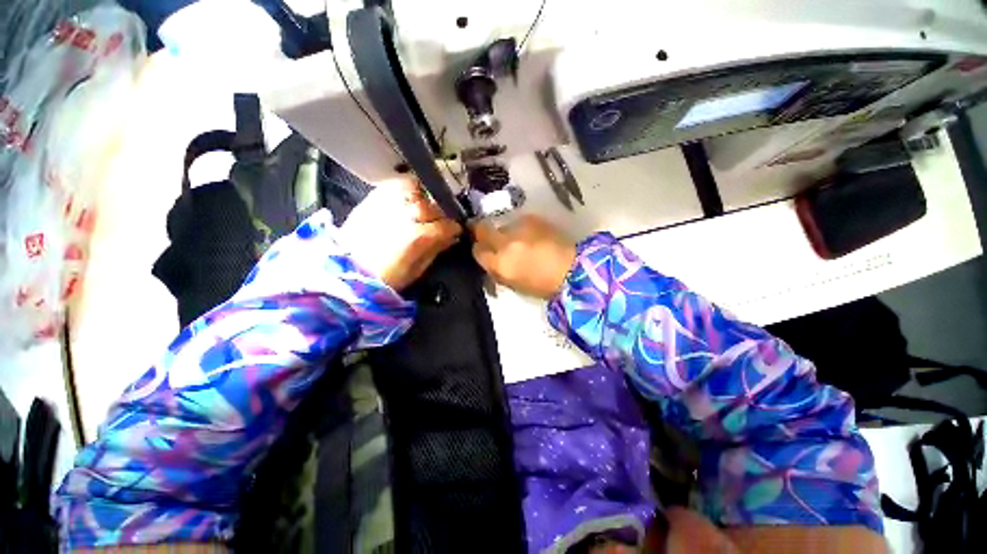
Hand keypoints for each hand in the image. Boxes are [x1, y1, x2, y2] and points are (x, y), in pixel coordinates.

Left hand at [341, 179, 461, 290]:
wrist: (347, 269)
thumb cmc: (385, 277)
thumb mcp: (416, 270)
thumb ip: (436, 250)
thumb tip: (452, 237)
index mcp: (418, 236)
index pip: (447, 225)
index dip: (454, 228)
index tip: (455, 231)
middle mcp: (405, 214)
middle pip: (434, 205)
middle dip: (441, 213)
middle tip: (440, 221)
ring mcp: (388, 203)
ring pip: (417, 189)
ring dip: (425, 197)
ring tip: (425, 206)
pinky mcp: (374, 198)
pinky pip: (396, 184)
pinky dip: (407, 188)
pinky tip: (409, 198)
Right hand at [471, 214, 575, 298]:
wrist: (573, 270)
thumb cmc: (542, 285)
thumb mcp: (514, 284)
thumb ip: (497, 271)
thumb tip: (488, 260)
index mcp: (501, 264)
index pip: (478, 251)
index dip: (479, 250)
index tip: (484, 251)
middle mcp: (506, 243)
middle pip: (482, 229)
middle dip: (481, 231)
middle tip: (489, 236)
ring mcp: (519, 228)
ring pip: (502, 226)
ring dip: (506, 232)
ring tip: (521, 241)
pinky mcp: (533, 219)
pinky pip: (519, 222)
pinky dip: (522, 229)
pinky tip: (533, 237)